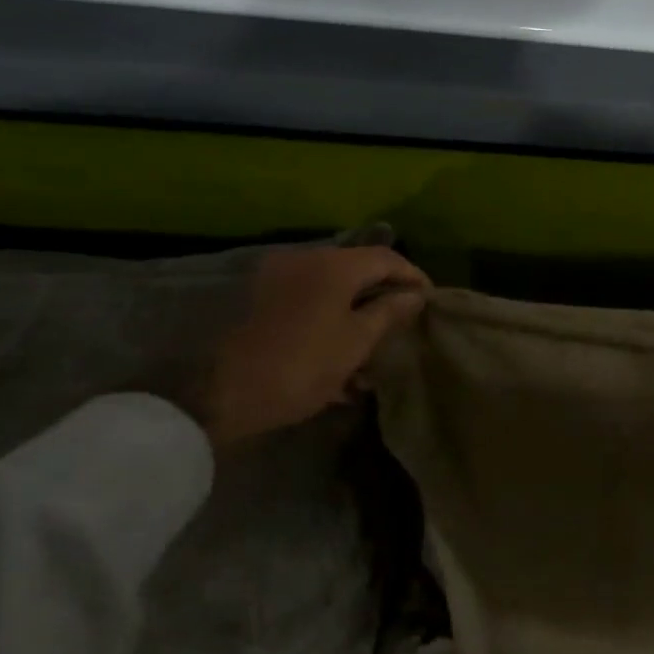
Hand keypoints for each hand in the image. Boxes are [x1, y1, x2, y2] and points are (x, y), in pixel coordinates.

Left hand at [185, 246, 429, 448]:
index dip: (413, 276)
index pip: (387, 258)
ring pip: (333, 287)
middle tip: (405, 320)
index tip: (430, 300)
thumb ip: (389, 312)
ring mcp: (278, 279)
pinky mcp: (262, 300)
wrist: (223, 395)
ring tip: (374, 343)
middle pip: (358, 269)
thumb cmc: (303, 366)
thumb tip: (414, 295)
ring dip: (357, 309)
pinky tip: (339, 350)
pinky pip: (309, 300)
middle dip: (384, 294)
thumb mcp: (357, 341)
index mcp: (333, 266)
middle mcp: (305, 261)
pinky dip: (330, 316)